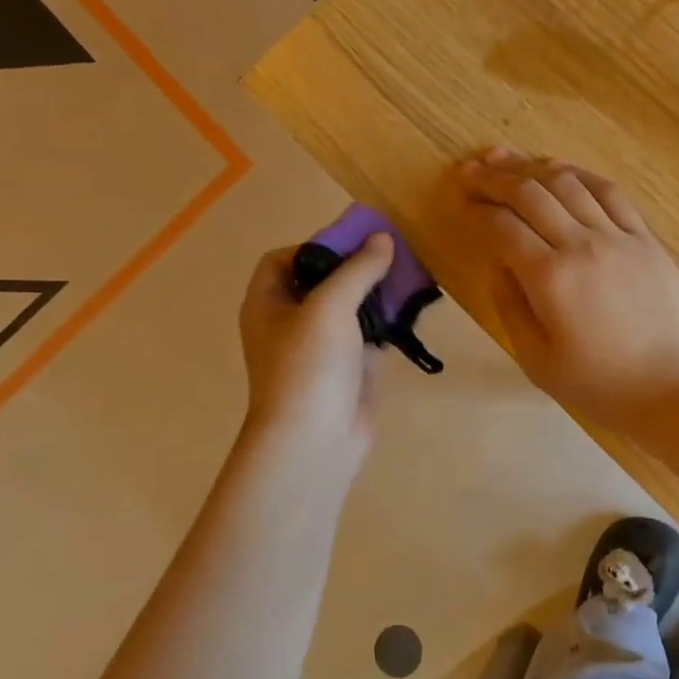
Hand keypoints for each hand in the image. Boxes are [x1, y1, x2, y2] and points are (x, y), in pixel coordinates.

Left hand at [238, 233, 393, 458]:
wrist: (314, 440)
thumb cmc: (308, 366)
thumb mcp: (330, 307)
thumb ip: (358, 270)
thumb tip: (382, 238)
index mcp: (268, 304)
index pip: (282, 260)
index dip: (313, 247)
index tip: (351, 246)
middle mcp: (290, 323)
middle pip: (320, 281)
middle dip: (354, 267)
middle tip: (390, 256)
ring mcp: (321, 348)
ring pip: (349, 308)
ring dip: (375, 292)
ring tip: (407, 277)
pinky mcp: (348, 368)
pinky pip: (368, 334)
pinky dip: (387, 321)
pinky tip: (411, 310)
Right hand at [451, 149, 678, 431]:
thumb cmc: (603, 387)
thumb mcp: (539, 360)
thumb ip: (512, 308)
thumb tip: (499, 266)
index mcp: (550, 278)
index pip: (503, 227)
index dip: (477, 209)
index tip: (461, 200)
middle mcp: (582, 244)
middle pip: (531, 193)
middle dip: (495, 178)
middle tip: (471, 170)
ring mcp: (619, 237)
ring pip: (569, 184)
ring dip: (533, 167)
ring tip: (507, 159)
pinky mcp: (647, 239)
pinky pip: (611, 193)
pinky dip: (582, 176)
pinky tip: (564, 171)